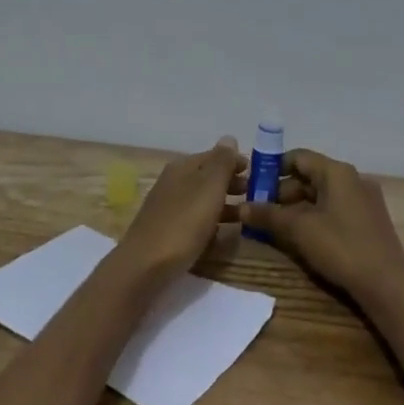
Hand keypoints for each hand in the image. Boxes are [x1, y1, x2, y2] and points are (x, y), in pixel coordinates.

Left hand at [112, 137, 246, 281]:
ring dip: (225, 203)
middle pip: (207, 177)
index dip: (235, 162)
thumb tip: (229, 138)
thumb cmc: (183, 224)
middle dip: (231, 183)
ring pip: (202, 199)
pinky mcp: (168, 230)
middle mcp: (173, 182)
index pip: (213, 156)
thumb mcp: (208, 189)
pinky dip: (212, 221)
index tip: (258, 173)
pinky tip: (224, 234)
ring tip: (247, 215)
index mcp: (182, 168)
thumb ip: (221, 163)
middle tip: (255, 194)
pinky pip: (195, 219)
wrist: (145, 266)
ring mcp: (168, 207)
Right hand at [239, 149, 403, 304]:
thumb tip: (241, 207)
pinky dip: (314, 216)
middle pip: (310, 175)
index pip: (298, 157)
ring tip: (275, 225)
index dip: (273, 168)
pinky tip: (300, 235)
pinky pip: (334, 208)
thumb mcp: (299, 230)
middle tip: (259, 210)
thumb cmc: (341, 247)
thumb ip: (268, 215)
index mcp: (337, 172)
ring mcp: (364, 200)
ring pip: (322, 194)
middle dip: (282, 191)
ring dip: (296, 206)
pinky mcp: (368, 220)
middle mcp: (353, 178)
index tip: (253, 186)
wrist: (387, 285)